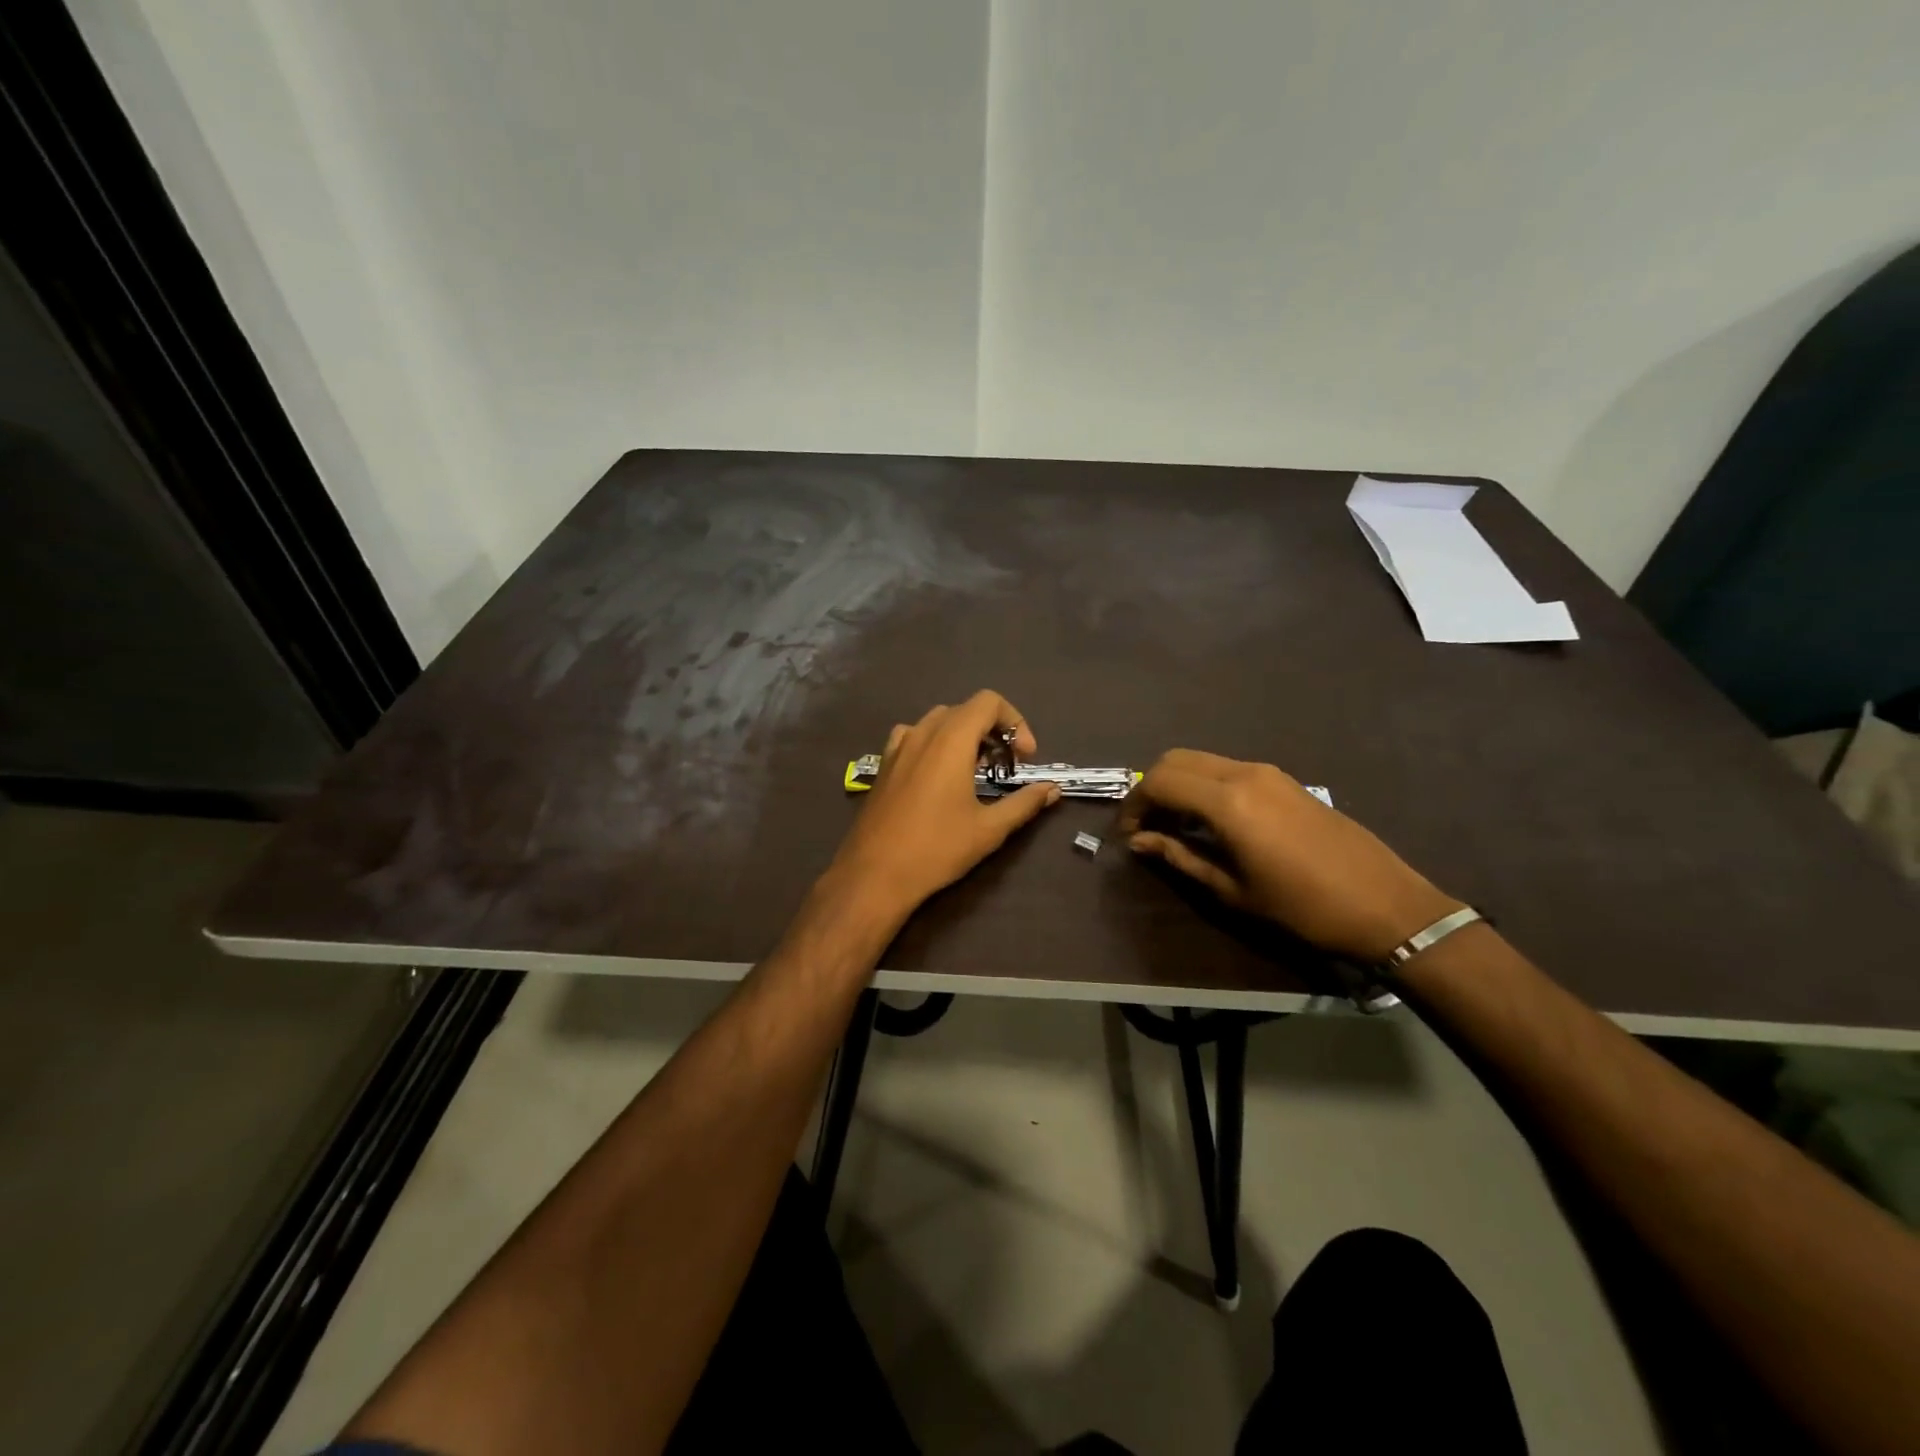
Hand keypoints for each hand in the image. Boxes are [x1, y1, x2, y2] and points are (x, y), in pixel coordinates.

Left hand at [827, 690, 1060, 920]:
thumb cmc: (936, 849)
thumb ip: (1024, 803)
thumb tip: (1051, 790)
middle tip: (1006, 766)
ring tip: (976, 770)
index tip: (1025, 757)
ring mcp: (898, 747)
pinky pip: (914, 737)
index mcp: (950, 740)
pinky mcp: (884, 764)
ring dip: (964, 735)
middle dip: (993, 730)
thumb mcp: (989, 829)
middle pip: (965, 709)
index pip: (988, 702)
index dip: (1014, 721)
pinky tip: (939, 776)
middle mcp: (922, 733)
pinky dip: (935, 744)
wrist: (874, 874)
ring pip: (938, 721)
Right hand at [1117, 749, 1461, 961]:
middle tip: (1145, 826)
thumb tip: (1139, 840)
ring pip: (1202, 761)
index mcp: (1228, 801)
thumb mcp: (1231, 889)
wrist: (1384, 905)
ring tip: (1173, 826)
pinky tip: (1209, 822)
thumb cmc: (1301, 908)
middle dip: (1151, 788)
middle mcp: (1244, 773)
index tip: (1127, 834)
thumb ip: (1179, 856)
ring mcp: (1268, 772)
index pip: (1159, 781)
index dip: (1133, 805)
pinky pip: (1227, 769)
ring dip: (1178, 785)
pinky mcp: (1284, 780)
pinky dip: (1204, 785)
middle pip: (1176, 760)